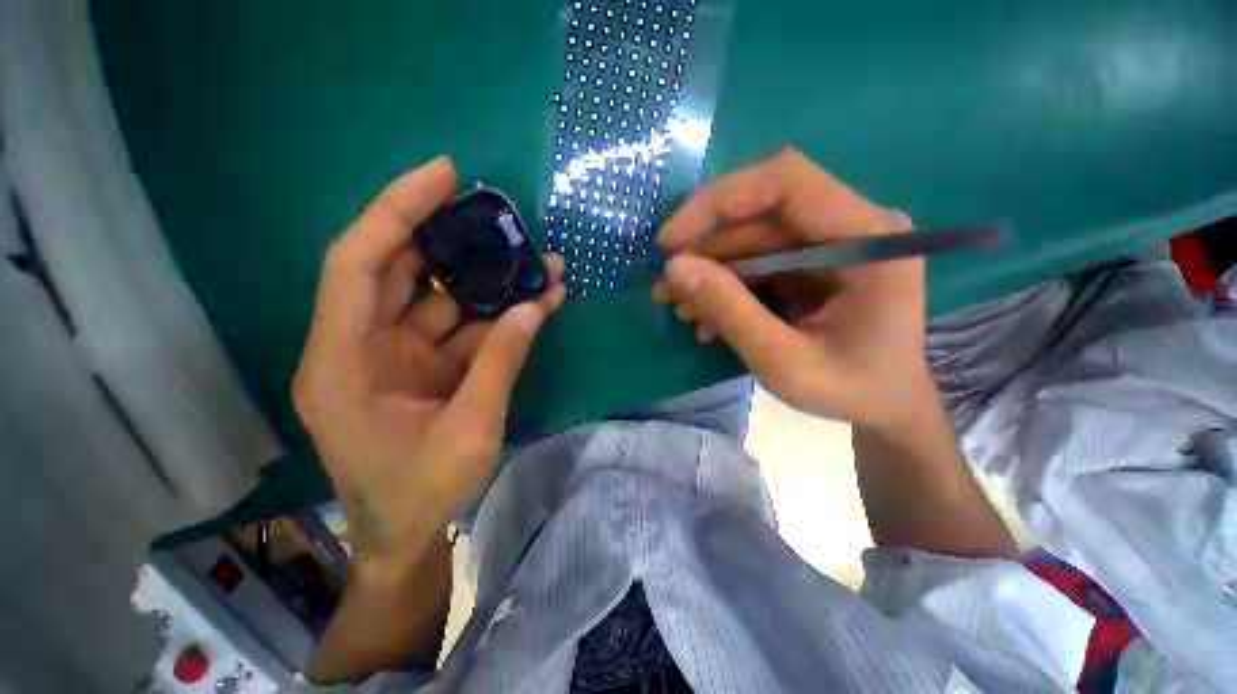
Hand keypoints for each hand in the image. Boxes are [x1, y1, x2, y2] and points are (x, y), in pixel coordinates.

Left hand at [293, 156, 565, 588]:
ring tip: (534, 260)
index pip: (359, 262)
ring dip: (487, 282)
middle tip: (496, 213)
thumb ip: (501, 361)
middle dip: (447, 237)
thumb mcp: (468, 428)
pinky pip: (461, 329)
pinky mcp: (426, 369)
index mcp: (342, 360)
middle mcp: (360, 347)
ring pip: (438, 300)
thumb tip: (536, 306)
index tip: (443, 175)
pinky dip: (496, 316)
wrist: (411, 540)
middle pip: (398, 270)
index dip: (397, 210)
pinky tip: (534, 302)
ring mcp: (396, 358)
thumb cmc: (422, 494)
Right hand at [654, 148, 927, 432]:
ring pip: (752, 237)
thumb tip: (673, 268)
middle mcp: (853, 226)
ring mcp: (832, 242)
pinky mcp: (813, 262)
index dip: (719, 201)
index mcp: (868, 240)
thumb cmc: (849, 391)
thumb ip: (730, 311)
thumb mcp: (783, 361)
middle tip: (665, 283)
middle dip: (704, 247)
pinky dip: (725, 284)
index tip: (671, 241)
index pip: (786, 181)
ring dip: (709, 269)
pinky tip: (703, 315)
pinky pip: (758, 260)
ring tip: (676, 304)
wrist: (885, 406)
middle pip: (761, 211)